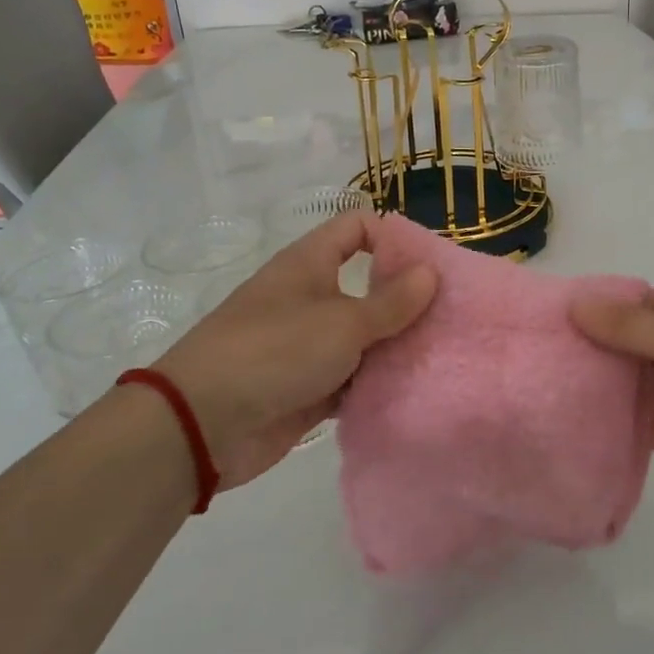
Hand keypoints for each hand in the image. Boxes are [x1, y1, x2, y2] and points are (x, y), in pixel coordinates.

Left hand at [153, 213, 436, 490]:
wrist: (203, 425)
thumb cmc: (274, 353)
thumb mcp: (342, 323)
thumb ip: (391, 302)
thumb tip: (430, 272)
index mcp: (308, 264)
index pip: (356, 228)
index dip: (394, 237)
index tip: (432, 265)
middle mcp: (310, 298)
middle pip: (367, 285)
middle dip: (407, 299)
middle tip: (451, 315)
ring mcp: (308, 345)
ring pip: (364, 336)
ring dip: (396, 346)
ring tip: (444, 354)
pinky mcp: (309, 388)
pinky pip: (353, 377)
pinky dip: (378, 382)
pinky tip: (416, 388)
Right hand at [572, 283, 653, 534]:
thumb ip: (632, 327)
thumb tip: (576, 304)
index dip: (613, 309)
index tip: (565, 319)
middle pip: (650, 343)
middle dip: (609, 349)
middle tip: (553, 355)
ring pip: (652, 384)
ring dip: (617, 387)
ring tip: (561, 387)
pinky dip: (630, 425)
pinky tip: (589, 425)